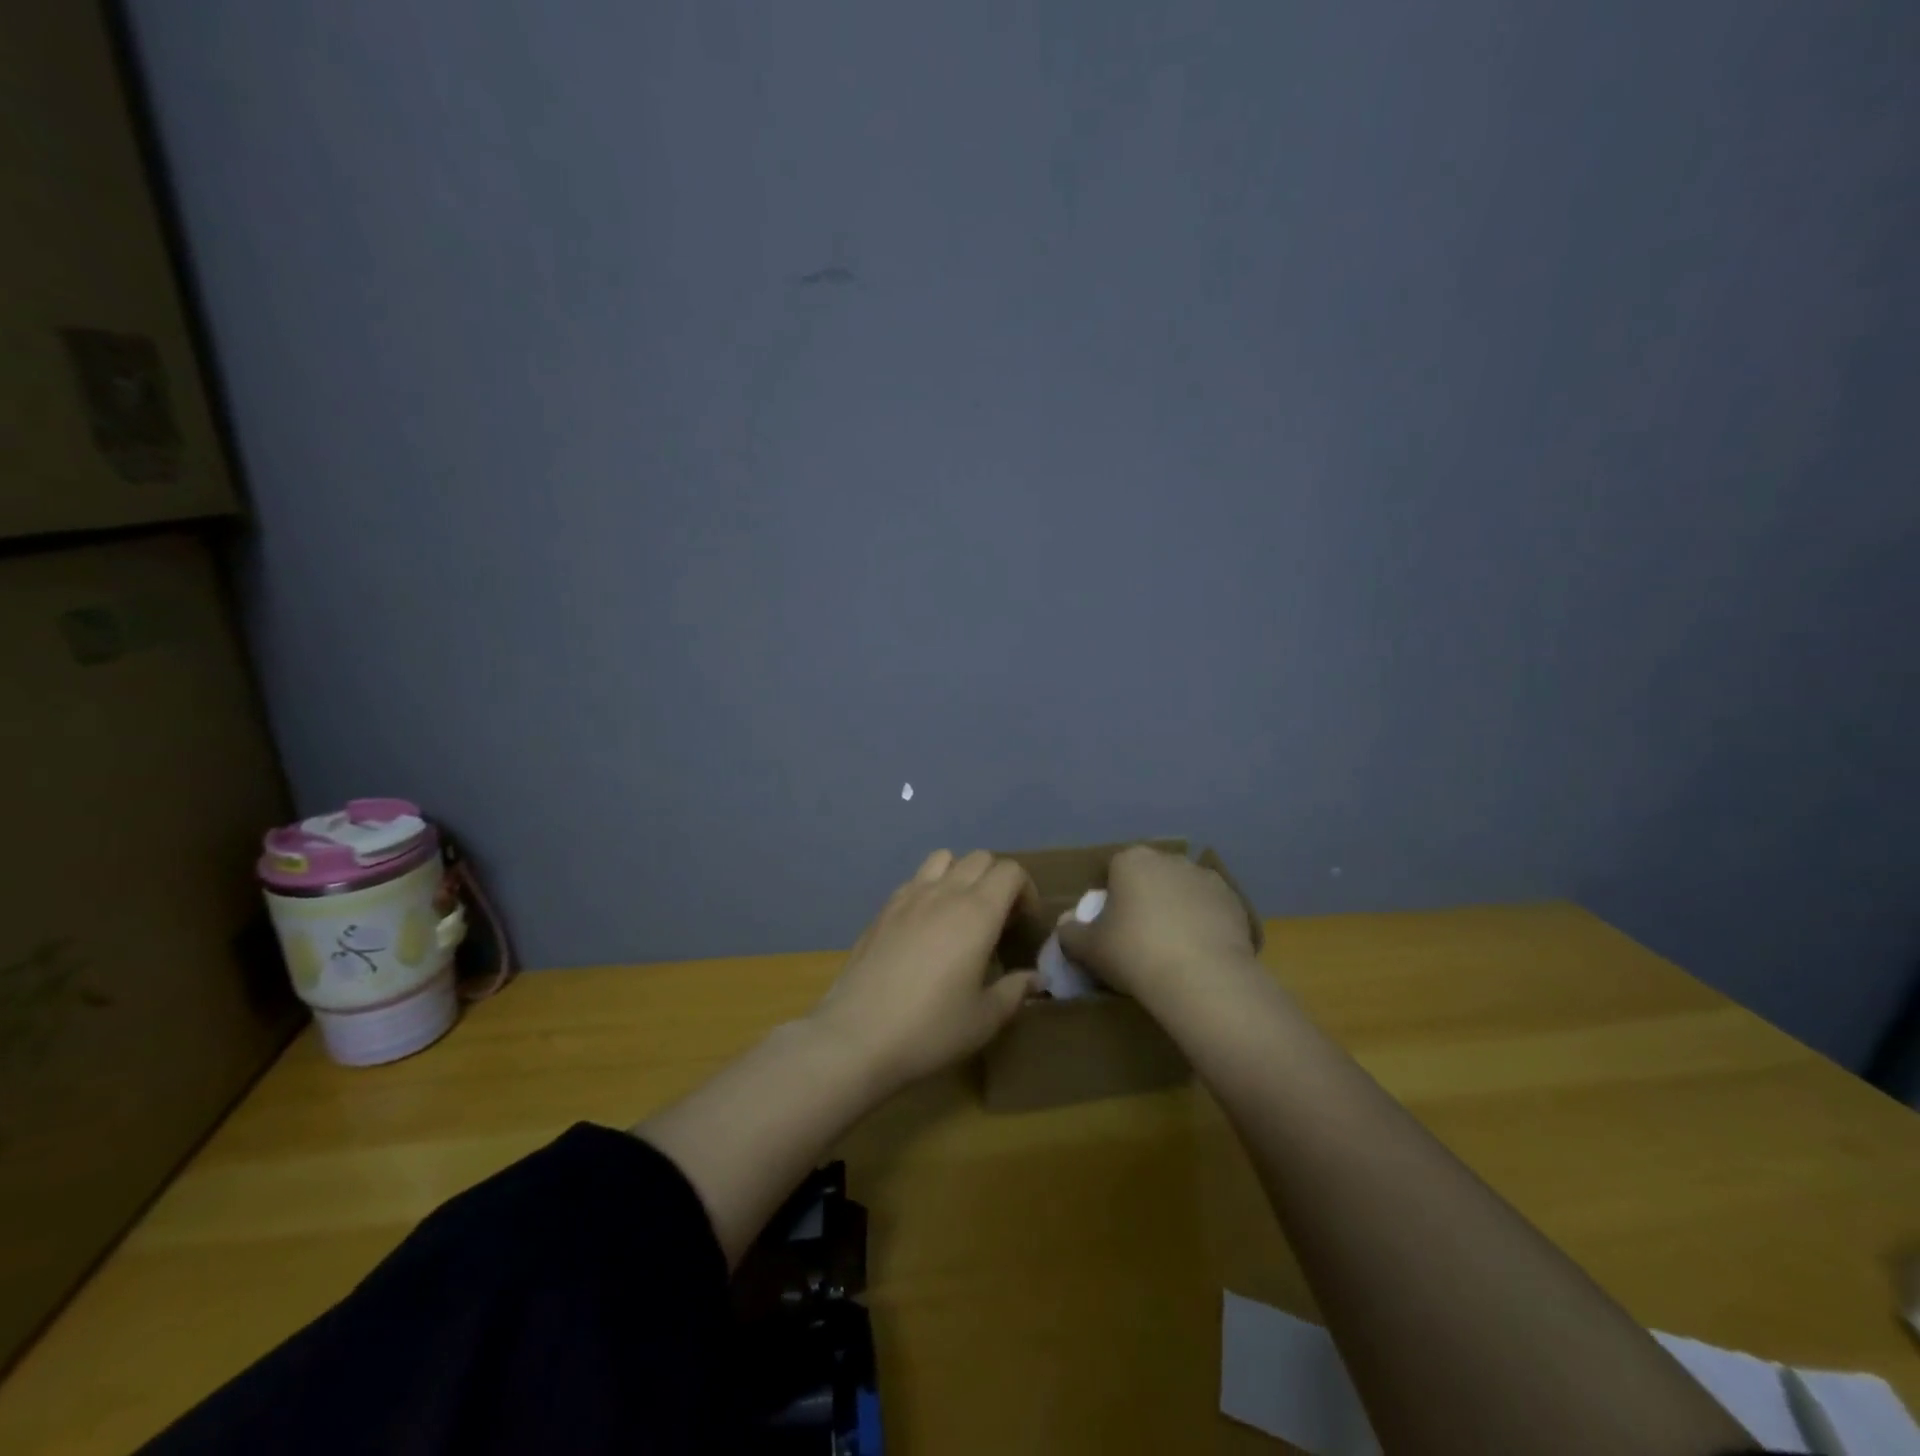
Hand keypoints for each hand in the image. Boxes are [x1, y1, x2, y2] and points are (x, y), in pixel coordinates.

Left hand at [810, 850, 1039, 1092]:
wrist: (856, 1036)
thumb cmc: (930, 1028)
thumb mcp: (984, 1019)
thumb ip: (1014, 991)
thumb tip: (1034, 978)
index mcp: (977, 912)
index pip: (1010, 871)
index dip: (1025, 890)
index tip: (1024, 923)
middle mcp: (944, 892)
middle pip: (980, 859)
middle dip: (997, 880)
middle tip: (998, 920)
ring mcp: (908, 896)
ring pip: (943, 858)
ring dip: (961, 874)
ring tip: (962, 912)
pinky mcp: (882, 909)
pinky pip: (914, 879)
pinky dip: (930, 888)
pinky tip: (926, 926)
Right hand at [1056, 845, 1257, 1005]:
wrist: (1203, 978)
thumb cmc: (1134, 953)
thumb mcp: (1088, 948)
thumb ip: (1070, 933)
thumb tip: (1067, 926)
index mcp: (1131, 860)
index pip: (1114, 870)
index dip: (1111, 898)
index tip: (1111, 927)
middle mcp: (1170, 859)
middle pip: (1151, 877)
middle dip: (1145, 899)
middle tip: (1139, 939)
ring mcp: (1207, 878)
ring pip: (1183, 892)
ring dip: (1177, 910)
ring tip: (1173, 950)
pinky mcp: (1235, 902)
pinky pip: (1210, 911)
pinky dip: (1205, 926)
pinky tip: (1200, 955)